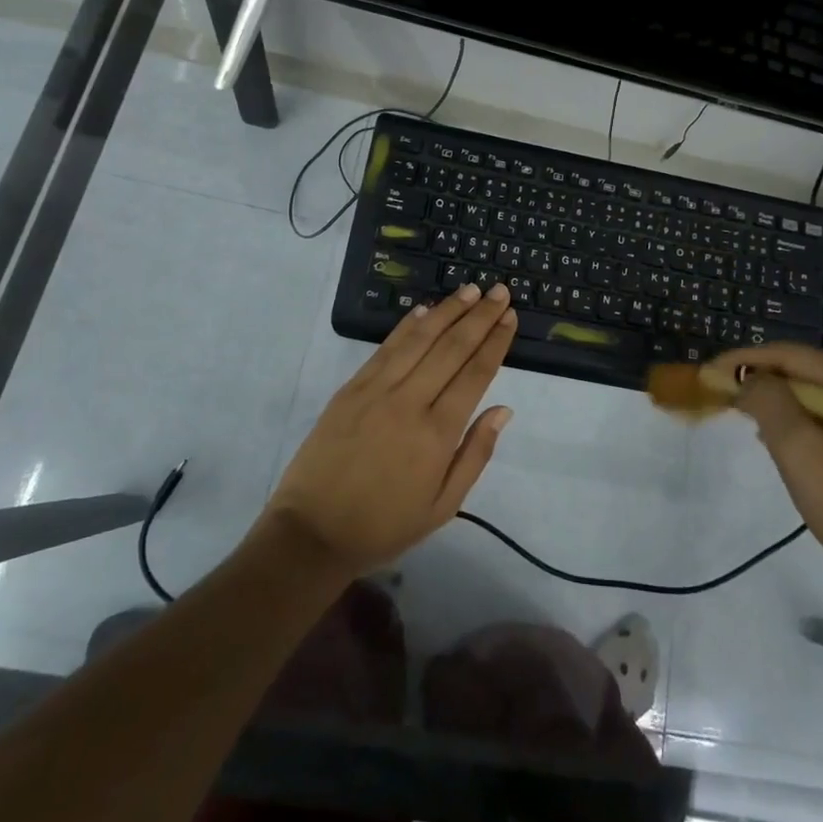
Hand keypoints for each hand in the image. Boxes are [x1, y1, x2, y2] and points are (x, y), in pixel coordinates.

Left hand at [264, 282, 516, 577]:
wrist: (313, 532)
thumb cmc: (384, 525)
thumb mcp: (443, 506)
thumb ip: (475, 454)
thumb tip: (504, 410)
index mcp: (437, 434)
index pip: (475, 374)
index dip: (495, 342)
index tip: (510, 317)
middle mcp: (409, 402)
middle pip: (451, 348)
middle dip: (478, 316)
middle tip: (498, 291)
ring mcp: (376, 390)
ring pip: (418, 339)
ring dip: (446, 311)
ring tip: (469, 290)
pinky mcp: (351, 389)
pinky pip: (384, 348)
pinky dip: (406, 326)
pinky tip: (423, 310)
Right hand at [709, 342, 822, 604]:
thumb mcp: (798, 453)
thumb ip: (768, 403)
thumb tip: (750, 379)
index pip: (791, 355)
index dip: (745, 361)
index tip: (712, 373)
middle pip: (814, 373)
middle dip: (769, 385)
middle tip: (733, 403)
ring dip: (793, 407)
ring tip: (761, 428)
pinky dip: (820, 424)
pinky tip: (803, 448)